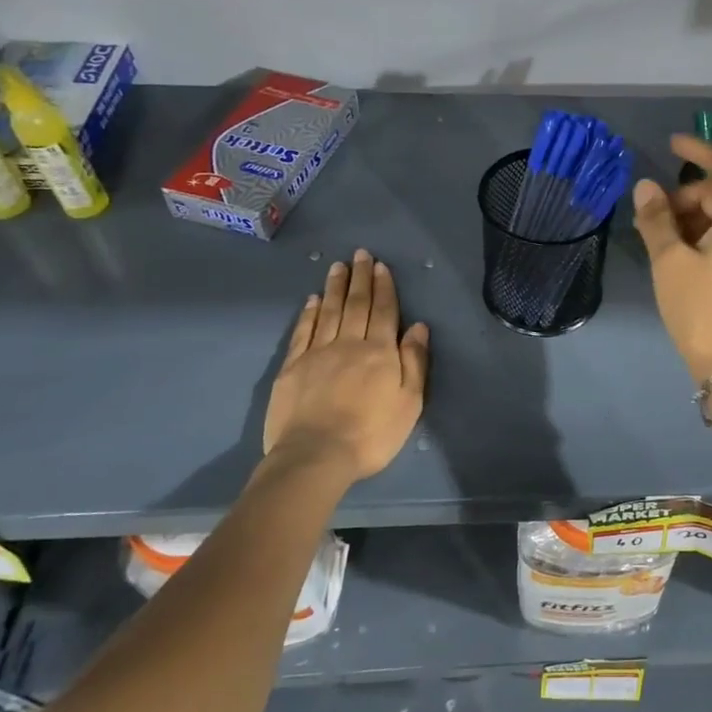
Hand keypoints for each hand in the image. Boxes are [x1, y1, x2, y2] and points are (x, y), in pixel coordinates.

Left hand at [263, 249, 429, 482]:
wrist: (315, 456)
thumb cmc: (371, 434)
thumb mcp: (409, 403)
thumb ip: (415, 362)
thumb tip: (419, 327)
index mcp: (380, 352)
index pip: (384, 311)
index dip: (384, 287)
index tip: (381, 266)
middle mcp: (349, 344)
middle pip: (356, 305)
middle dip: (360, 278)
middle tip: (360, 254)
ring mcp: (317, 353)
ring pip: (328, 312)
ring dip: (334, 287)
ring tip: (338, 266)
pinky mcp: (292, 367)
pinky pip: (303, 332)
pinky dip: (309, 313)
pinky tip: (312, 300)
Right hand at [631, 135, 711, 383]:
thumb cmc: (700, 308)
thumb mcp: (669, 262)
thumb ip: (656, 220)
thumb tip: (645, 187)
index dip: (700, 151)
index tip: (672, 144)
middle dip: (686, 196)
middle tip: (652, 214)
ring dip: (692, 218)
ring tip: (658, 237)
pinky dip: (703, 236)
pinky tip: (677, 254)